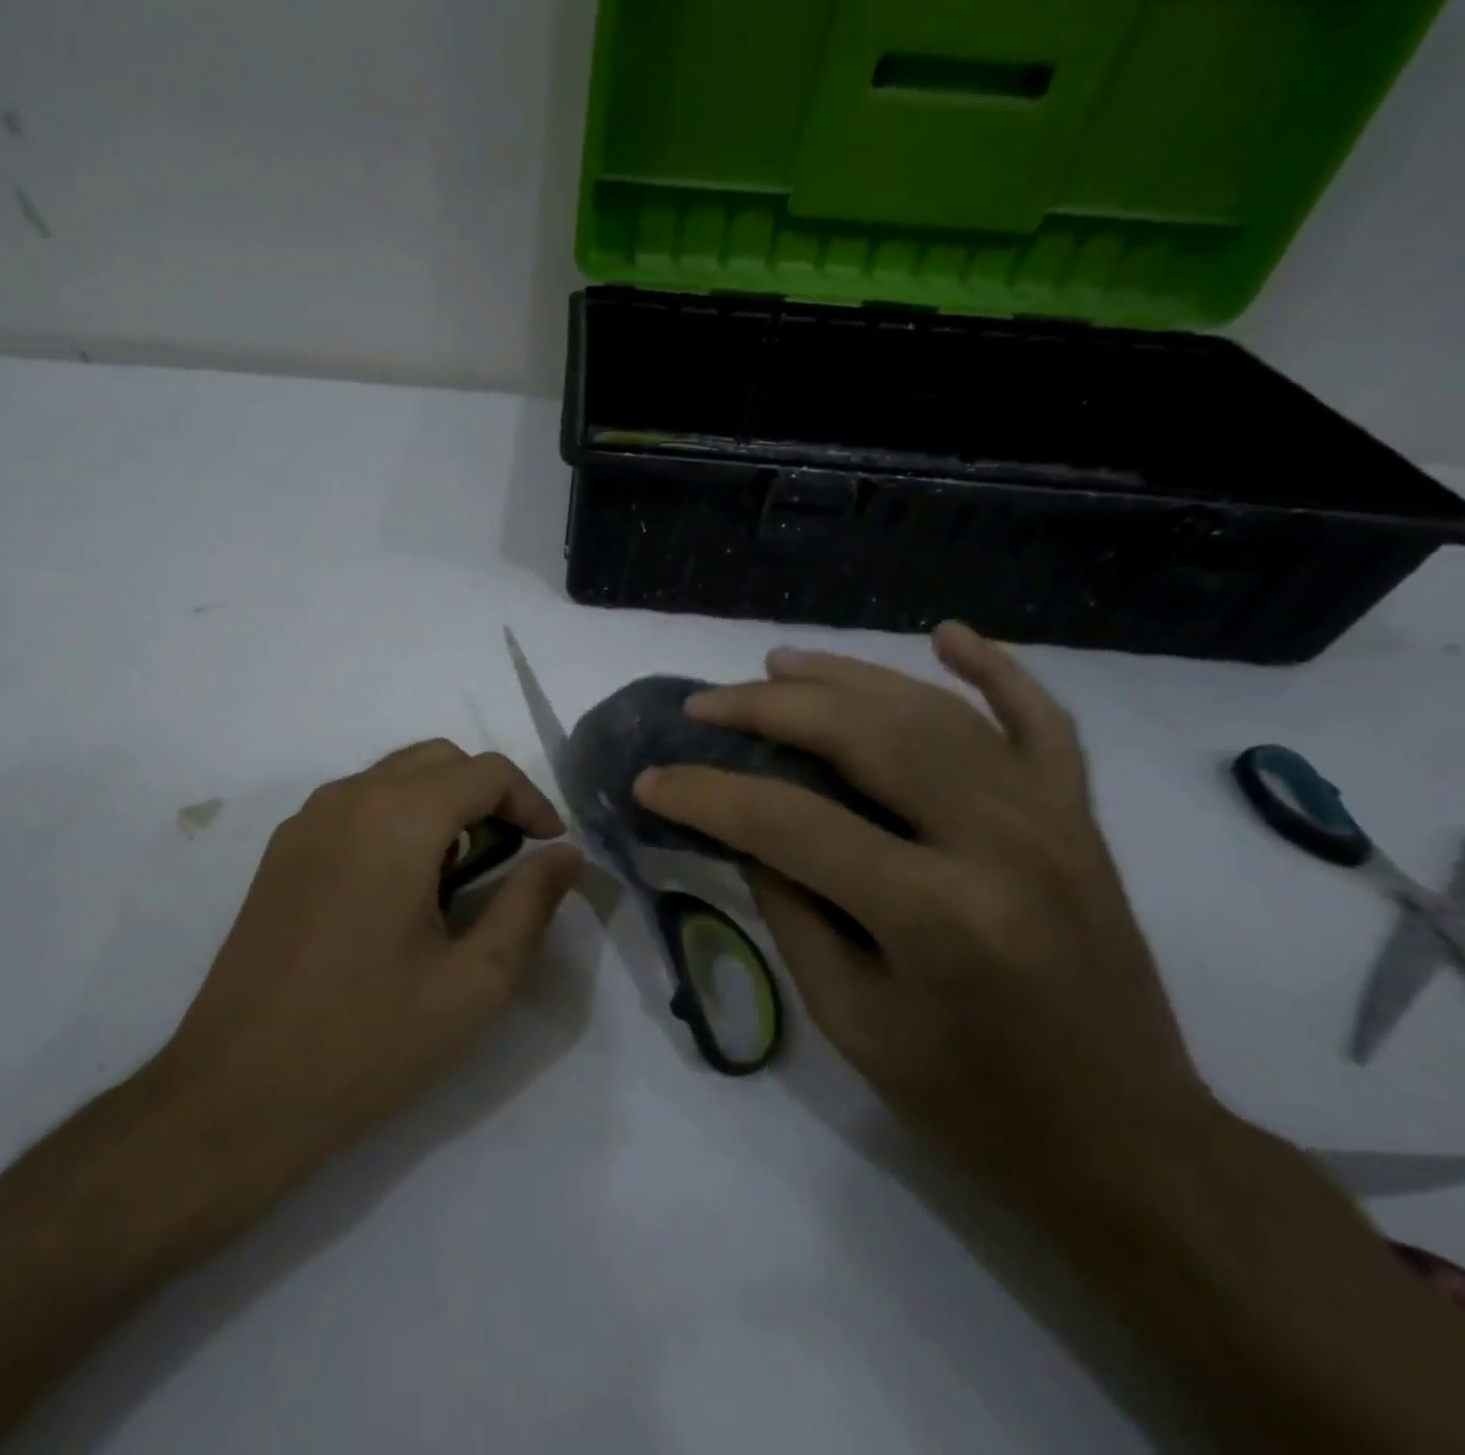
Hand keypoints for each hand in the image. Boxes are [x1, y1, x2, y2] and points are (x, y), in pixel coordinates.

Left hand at [157, 740, 582, 1183]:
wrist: (236, 1093)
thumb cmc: (367, 1040)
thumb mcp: (473, 982)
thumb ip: (529, 905)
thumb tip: (568, 855)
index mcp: (396, 819)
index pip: (486, 771)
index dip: (532, 801)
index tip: (550, 849)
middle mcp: (346, 800)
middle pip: (438, 760)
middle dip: (487, 795)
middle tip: (511, 857)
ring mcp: (305, 822)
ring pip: (393, 776)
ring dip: (441, 805)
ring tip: (459, 876)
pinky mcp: (282, 851)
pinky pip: (355, 805)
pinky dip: (397, 819)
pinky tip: (400, 889)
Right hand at [634, 623, 1209, 1209]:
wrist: (1126, 1143)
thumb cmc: (968, 1102)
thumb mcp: (847, 1016)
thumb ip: (790, 907)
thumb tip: (744, 828)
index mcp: (938, 915)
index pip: (790, 822)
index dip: (706, 795)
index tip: (650, 780)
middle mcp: (1001, 843)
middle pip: (865, 736)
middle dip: (768, 710)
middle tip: (703, 706)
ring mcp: (1051, 819)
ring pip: (933, 711)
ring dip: (844, 678)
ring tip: (773, 665)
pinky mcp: (1078, 818)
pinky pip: (1039, 720)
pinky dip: (993, 669)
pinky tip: (945, 634)